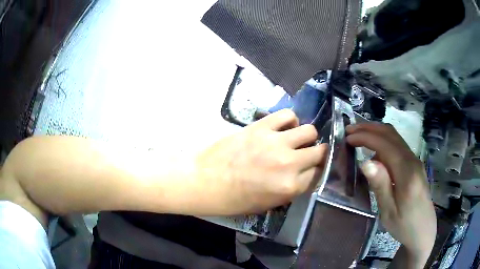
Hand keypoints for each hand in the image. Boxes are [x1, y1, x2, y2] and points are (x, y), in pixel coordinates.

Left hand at [196, 109, 327, 214]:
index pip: (317, 174)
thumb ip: (290, 190)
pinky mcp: (261, 127)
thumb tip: (302, 176)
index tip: (310, 168)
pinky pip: (287, 115)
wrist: (204, 181)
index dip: (314, 171)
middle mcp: (289, 164)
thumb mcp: (267, 204)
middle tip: (307, 154)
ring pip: (309, 131)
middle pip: (319, 152)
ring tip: (296, 139)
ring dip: (306, 136)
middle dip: (317, 154)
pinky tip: (283, 127)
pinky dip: (290, 120)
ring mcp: (276, 143)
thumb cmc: (232, 199)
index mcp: (290, 188)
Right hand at [346, 123, 435, 266]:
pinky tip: (374, 153)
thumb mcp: (389, 212)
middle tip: (350, 130)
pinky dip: (383, 142)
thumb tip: (365, 162)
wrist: (423, 230)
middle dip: (370, 128)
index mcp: (407, 173)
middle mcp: (413, 161)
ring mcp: (415, 161)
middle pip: (391, 134)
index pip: (385, 145)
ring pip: (395, 138)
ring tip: (359, 137)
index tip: (348, 138)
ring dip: (376, 132)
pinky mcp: (414, 165)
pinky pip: (398, 146)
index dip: (366, 137)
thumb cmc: (404, 226)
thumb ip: (380, 186)